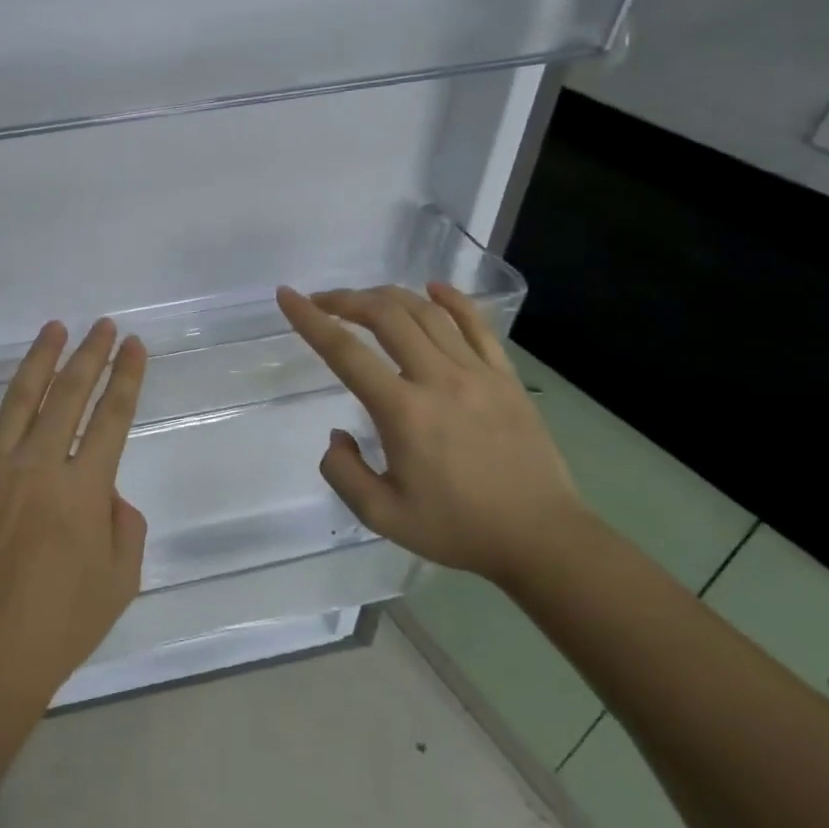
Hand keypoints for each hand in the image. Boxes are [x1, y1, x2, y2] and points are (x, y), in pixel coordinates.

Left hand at [0, 319, 148, 716]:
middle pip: (69, 395)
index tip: (135, 346)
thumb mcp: (119, 581)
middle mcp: (37, 466)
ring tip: (55, 327)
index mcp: (83, 489)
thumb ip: (124, 524)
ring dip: (40, 358)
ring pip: (19, 398)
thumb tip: (104, 491)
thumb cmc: (58, 627)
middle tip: (104, 326)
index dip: (127, 377)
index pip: (112, 417)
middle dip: (91, 355)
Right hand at [276, 282, 593, 588]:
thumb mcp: (381, 515)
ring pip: (427, 312)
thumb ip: (342, 472)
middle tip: (322, 301)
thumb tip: (338, 435)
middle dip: (346, 300)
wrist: (541, 539)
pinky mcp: (505, 378)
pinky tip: (433, 288)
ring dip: (388, 297)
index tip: (287, 296)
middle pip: (386, 316)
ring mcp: (477, 374)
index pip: (345, 351)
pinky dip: (451, 300)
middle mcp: (438, 379)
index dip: (310, 319)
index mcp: (403, 411)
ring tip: (365, 299)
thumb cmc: (456, 528)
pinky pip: (476, 325)